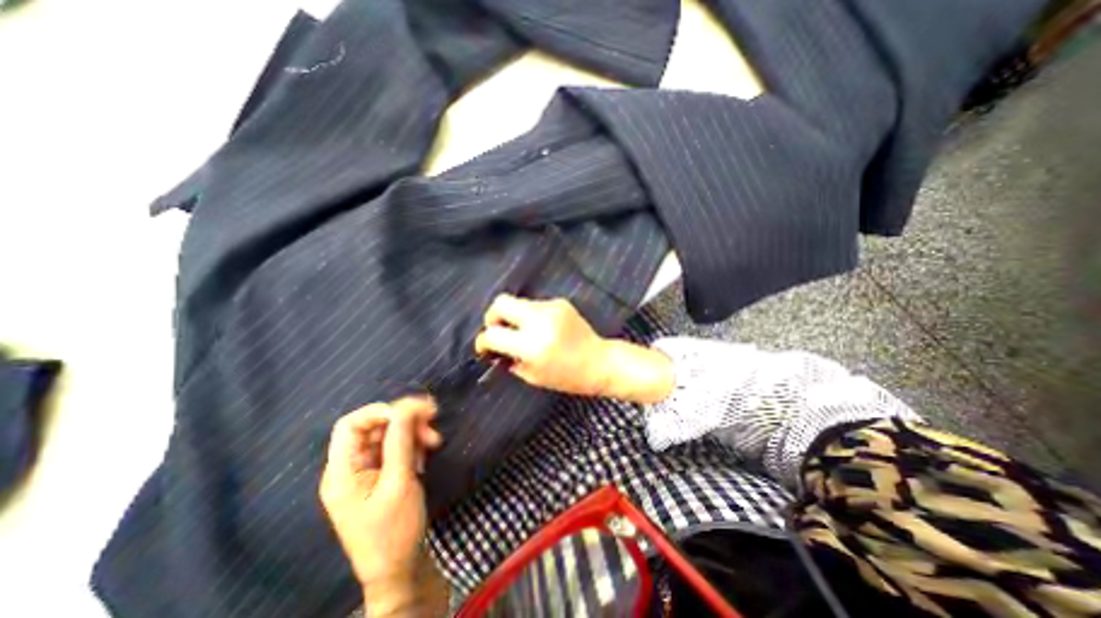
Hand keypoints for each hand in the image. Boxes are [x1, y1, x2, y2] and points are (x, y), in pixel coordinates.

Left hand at [320, 398, 449, 614]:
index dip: (380, 411)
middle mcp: (351, 467)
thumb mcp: (399, 482)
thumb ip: (400, 440)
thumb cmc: (395, 529)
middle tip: (432, 420)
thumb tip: (407, 406)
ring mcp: (368, 472)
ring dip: (413, 432)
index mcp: (342, 471)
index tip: (412, 412)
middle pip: (374, 427)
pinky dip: (413, 445)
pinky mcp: (383, 476)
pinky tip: (426, 453)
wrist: (401, 569)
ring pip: (389, 436)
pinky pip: (397, 449)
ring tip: (434, 441)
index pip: (351, 425)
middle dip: (404, 421)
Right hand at [474, 295, 610, 394]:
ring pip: (518, 302)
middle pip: (501, 302)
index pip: (493, 334)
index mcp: (532, 345)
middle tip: (498, 330)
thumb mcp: (533, 376)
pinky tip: (542, 328)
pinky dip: (532, 316)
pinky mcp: (560, 303)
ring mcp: (551, 308)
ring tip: (524, 332)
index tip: (484, 347)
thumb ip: (510, 360)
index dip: (483, 341)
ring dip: (514, 317)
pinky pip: (535, 305)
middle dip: (492, 316)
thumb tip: (495, 348)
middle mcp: (539, 321)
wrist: (598, 362)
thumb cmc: (567, 377)